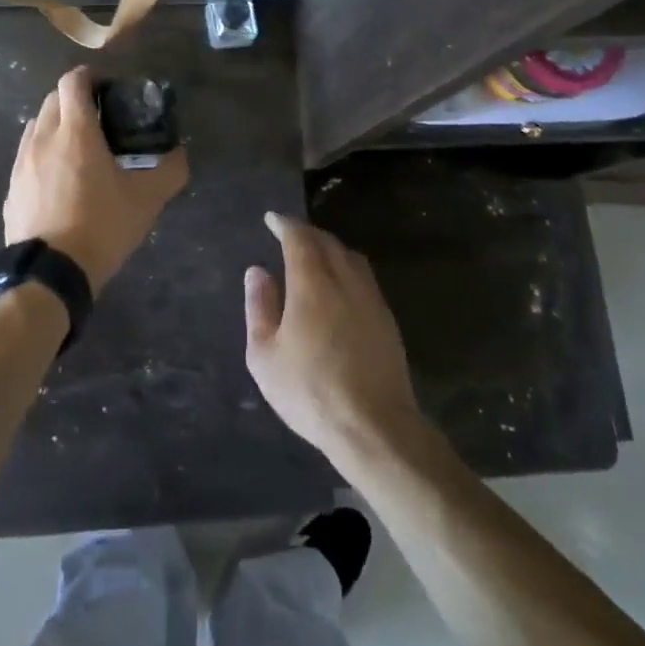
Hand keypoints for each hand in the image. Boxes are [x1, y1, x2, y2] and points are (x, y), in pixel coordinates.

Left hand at [3, 67, 188, 291]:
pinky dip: (43, 155)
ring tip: (78, 148)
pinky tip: (58, 181)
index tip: (107, 87)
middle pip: (52, 100)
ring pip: (36, 127)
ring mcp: (22, 164)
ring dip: (56, 126)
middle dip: (74, 99)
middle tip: (99, 118)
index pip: (72, 81)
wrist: (50, 273)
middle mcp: (42, 138)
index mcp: (75, 131)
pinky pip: (27, 157)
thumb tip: (180, 154)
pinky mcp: (12, 189)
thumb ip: (169, 170)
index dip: (89, 76)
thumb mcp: (147, 199)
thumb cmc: (101, 226)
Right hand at [245, 213, 425, 466]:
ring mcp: (370, 298)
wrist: (374, 426)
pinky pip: (364, 276)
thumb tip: (257, 271)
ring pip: (350, 257)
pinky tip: (339, 284)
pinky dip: (346, 267)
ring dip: (330, 247)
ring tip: (314, 254)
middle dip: (306, 232)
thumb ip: (259, 307)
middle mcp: (344, 281)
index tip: (272, 219)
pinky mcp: (387, 318)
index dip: (284, 224)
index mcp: (312, 284)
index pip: (299, 238)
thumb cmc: (310, 391)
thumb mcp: (265, 355)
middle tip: (289, 233)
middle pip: (327, 242)